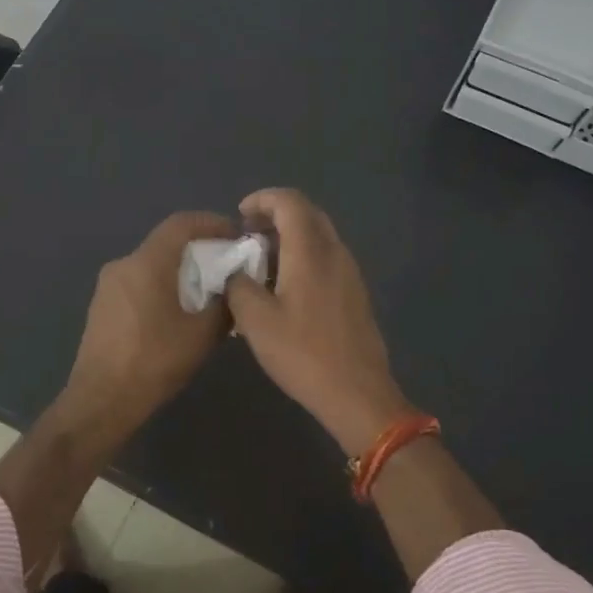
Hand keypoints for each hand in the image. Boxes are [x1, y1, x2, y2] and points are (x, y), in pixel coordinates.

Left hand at [60, 211, 237, 439]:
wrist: (101, 401)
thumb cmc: (154, 362)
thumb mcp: (202, 335)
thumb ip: (224, 304)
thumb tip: (235, 288)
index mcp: (147, 263)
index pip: (181, 223)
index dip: (212, 222)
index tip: (236, 235)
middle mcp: (123, 265)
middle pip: (166, 242)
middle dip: (199, 249)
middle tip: (228, 266)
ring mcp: (108, 286)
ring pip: (151, 264)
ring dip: (180, 270)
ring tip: (207, 292)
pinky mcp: (102, 306)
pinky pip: (138, 283)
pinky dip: (162, 285)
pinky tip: (178, 312)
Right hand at [225, 188, 413, 455]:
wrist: (357, 393)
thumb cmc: (303, 354)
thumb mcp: (255, 321)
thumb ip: (238, 286)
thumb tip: (236, 272)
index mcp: (310, 251)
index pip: (290, 202)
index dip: (262, 199)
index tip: (240, 215)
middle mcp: (335, 252)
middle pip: (308, 214)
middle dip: (276, 215)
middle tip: (248, 234)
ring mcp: (350, 272)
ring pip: (319, 235)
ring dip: (290, 236)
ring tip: (261, 261)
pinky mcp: (355, 292)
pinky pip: (327, 257)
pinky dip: (304, 255)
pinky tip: (286, 285)